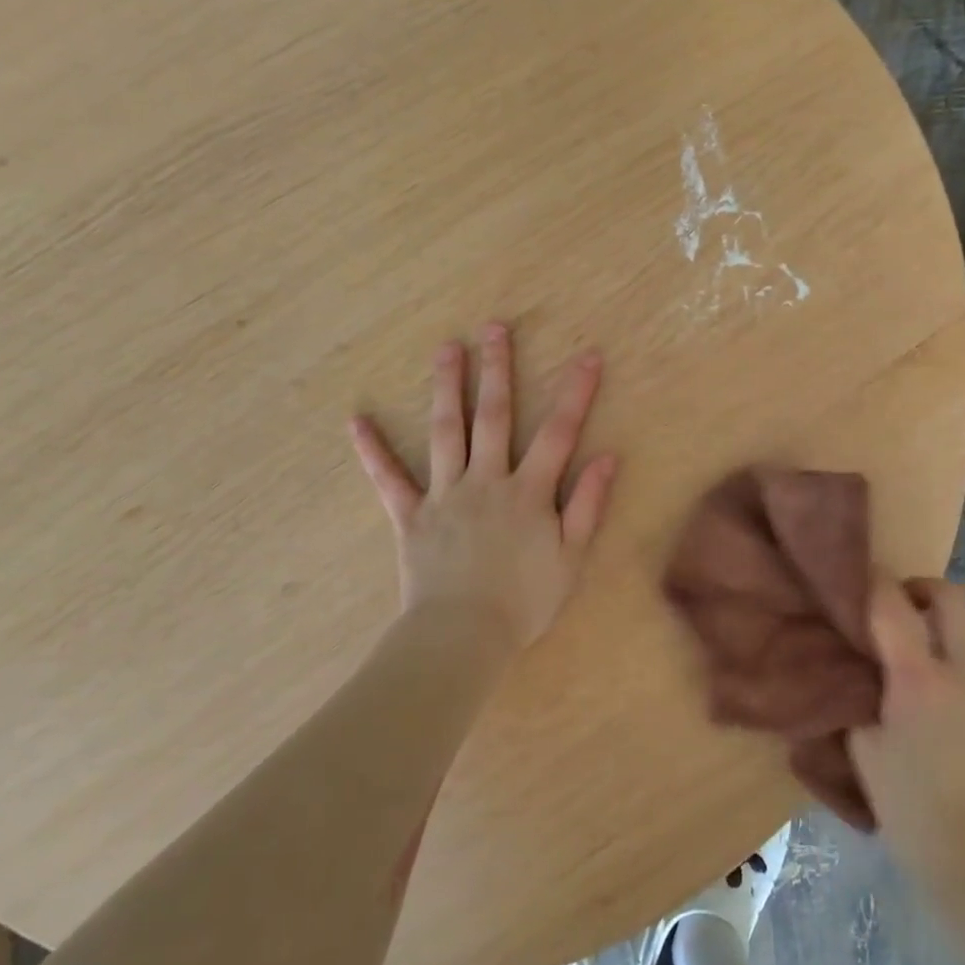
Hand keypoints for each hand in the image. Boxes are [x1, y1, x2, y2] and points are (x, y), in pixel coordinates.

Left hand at [349, 324, 617, 653]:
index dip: (575, 392)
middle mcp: (486, 481)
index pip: (559, 433)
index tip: (587, 355)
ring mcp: (445, 495)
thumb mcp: (571, 558)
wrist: (464, 636)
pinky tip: (357, 421)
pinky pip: (390, 480)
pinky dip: (373, 451)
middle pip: (494, 416)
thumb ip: (588, 505)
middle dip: (497, 370)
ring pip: (446, 432)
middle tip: (494, 328)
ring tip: (445, 348)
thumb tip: (607, 457)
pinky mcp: (411, 516)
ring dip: (447, 388)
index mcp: (528, 492)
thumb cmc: (524, 601)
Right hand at [849, 576, 964, 919]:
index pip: (892, 602)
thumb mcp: (863, 751)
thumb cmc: (910, 809)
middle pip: (951, 598)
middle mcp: (964, 672)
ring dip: (945, 650)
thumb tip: (854, 668)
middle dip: (923, 589)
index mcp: (918, 677)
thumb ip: (857, 698)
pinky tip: (956, 729)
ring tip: (925, 693)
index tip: (859, 577)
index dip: (873, 580)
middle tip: (901, 609)